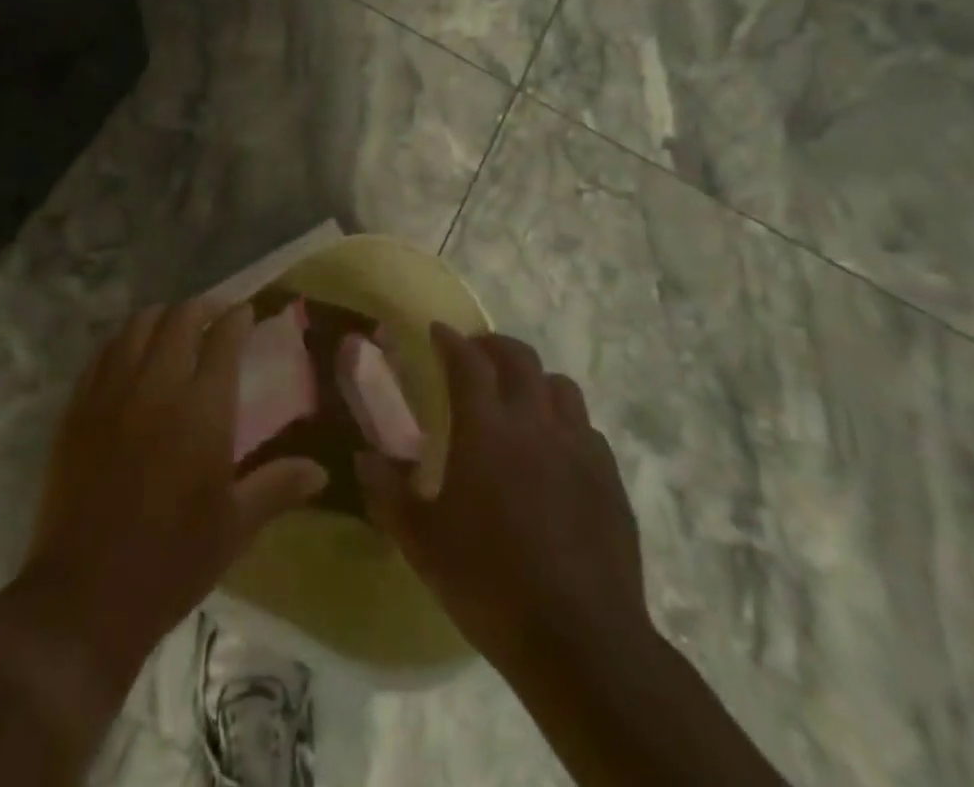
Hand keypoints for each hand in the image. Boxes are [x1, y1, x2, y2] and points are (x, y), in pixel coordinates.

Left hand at [18, 298, 328, 678]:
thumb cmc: (173, 561)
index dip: (237, 318)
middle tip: (214, 316)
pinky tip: (131, 355)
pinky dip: (123, 342)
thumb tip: (321, 470)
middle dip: (201, 308)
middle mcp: (156, 386)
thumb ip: (279, 486)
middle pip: (178, 319)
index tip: (246, 313)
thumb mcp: (236, 526)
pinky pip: (102, 354)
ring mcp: (111, 393)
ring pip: (137, 326)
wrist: (86, 596)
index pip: (222, 338)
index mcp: (202, 409)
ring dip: (161, 318)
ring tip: (174, 329)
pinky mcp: (78, 408)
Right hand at [357, 323, 648, 671]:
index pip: (467, 362)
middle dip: (493, 346)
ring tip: (518, 396)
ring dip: (534, 379)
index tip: (437, 332)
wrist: (582, 642)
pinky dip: (565, 421)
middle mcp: (535, 424)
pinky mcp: (610, 479)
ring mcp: (579, 448)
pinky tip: (555, 448)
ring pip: (561, 386)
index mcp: (486, 429)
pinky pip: (586, 428)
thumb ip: (388, 493)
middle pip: (520, 359)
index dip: (450, 340)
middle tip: (475, 355)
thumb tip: (364, 458)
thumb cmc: (490, 585)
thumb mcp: (422, 543)